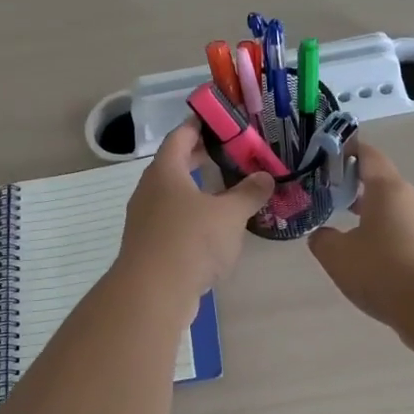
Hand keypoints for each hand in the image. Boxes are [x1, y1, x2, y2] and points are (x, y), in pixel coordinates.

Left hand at [118, 121, 274, 305]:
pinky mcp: (151, 245)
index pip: (181, 135)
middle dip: (202, 156)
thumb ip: (249, 193)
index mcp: (165, 171)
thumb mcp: (229, 214)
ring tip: (228, 188)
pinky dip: (194, 215)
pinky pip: (174, 219)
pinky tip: (215, 226)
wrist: (153, 293)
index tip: (222, 119)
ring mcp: (147, 219)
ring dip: (199, 188)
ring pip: (175, 193)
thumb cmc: (190, 241)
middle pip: (176, 163)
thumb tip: (266, 177)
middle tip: (232, 151)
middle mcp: (150, 190)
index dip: (200, 124)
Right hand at [307, 143, 413, 341]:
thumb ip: (322, 240)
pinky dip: (383, 236)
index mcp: (387, 189)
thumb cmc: (383, 270)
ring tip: (343, 228)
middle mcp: (410, 200)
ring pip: (392, 210)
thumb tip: (322, 235)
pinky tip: (368, 258)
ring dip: (369, 214)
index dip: (347, 150)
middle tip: (327, 194)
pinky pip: (402, 233)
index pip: (368, 155)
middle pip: (380, 183)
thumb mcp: (337, 256)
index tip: (326, 154)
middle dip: (354, 186)